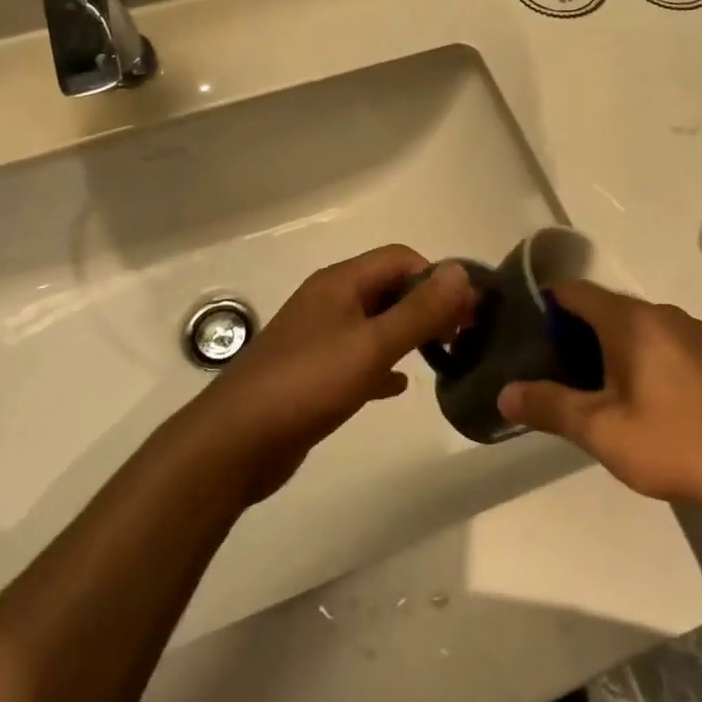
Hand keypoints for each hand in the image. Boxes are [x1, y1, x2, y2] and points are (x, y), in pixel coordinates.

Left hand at [194, 246, 475, 501]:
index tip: (466, 312)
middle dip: (427, 305)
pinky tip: (399, 386)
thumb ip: (419, 311)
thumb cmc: (307, 384)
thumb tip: (460, 273)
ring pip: (375, 323)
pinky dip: (384, 364)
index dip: (436, 278)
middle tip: (462, 335)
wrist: (235, 443)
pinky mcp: (313, 373)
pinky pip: (359, 357)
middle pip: (389, 288)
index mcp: (340, 283)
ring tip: (443, 356)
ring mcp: (318, 338)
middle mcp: (329, 302)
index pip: (400, 258)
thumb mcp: (371, 345)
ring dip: (409, 333)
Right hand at [497, 281, 701, 513]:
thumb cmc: (671, 442)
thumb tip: (504, 393)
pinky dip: (637, 355)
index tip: (526, 335)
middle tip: (553, 371)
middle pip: (603, 307)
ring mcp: (692, 332)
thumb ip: (549, 406)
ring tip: (590, 389)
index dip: (544, 306)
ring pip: (633, 325)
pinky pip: (660, 340)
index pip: (575, 291)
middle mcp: (662, 313)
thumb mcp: (600, 430)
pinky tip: (638, 398)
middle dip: (573, 332)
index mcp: (631, 319)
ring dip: (606, 346)